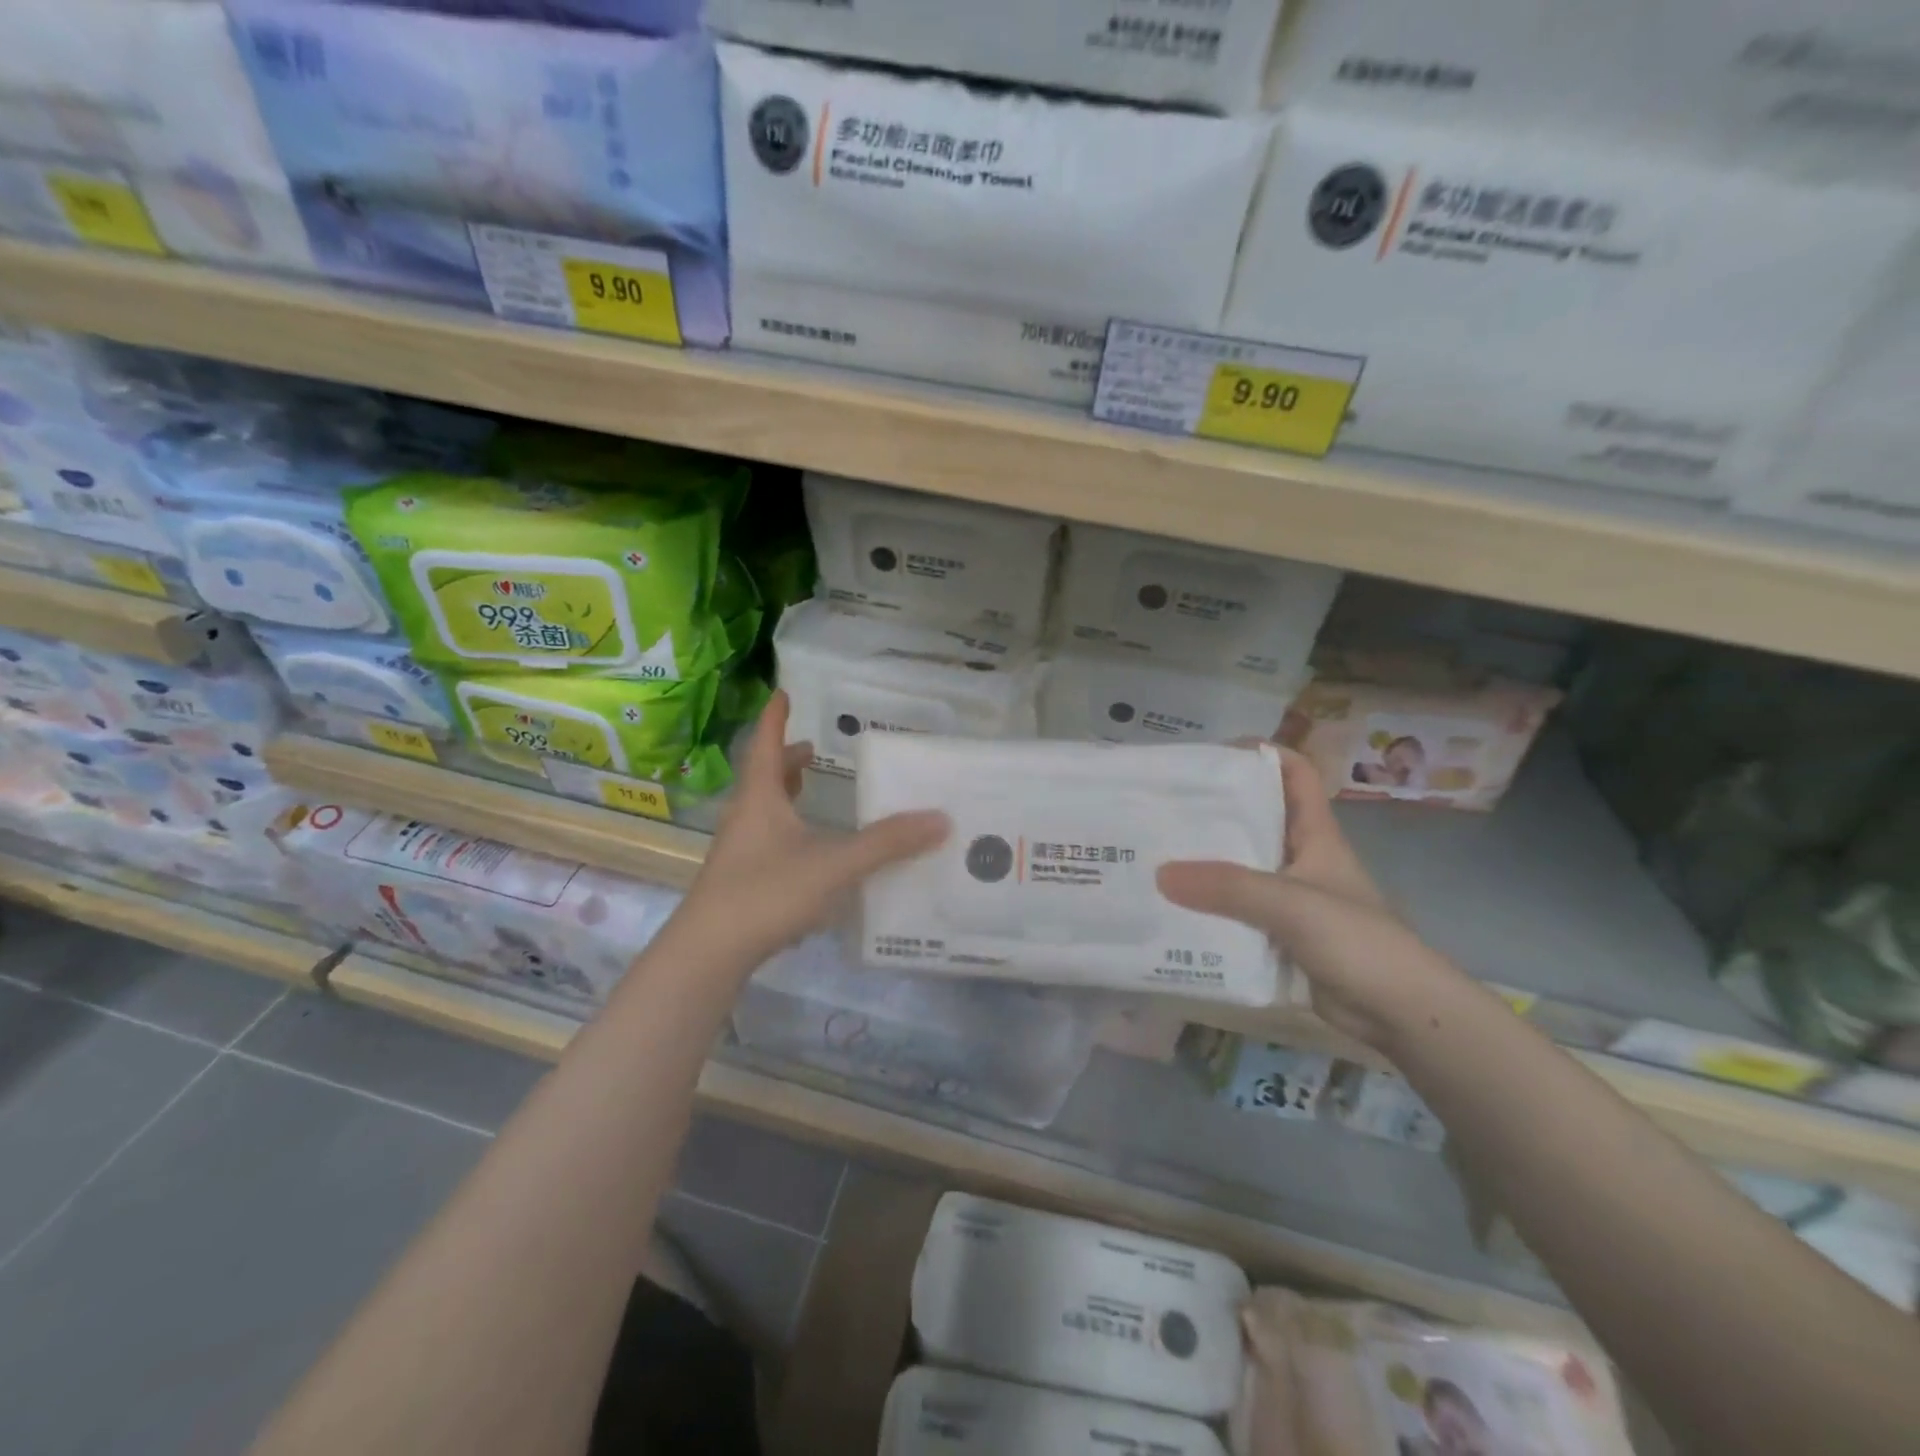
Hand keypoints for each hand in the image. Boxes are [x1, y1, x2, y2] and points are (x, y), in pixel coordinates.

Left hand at [674, 691, 949, 971]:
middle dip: (788, 761)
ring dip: (786, 795)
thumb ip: (886, 843)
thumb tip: (939, 819)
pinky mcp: (739, 882)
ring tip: (810, 791)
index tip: (783, 694)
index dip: (775, 719)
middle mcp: (745, 818)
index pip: (765, 745)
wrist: (709, 952)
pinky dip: (788, 831)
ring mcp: (738, 852)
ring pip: (763, 811)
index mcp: (760, 799)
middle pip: (764, 778)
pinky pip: (766, 841)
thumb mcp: (834, 864)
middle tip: (813, 750)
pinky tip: (808, 853)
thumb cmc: (767, 892)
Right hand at [1157, 747, 1462, 1049]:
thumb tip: (1160, 873)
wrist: (1398, 1013)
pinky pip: (1236, 911)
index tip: (1212, 755)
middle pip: (1256, 818)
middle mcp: (1300, 858)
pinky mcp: (1279, 934)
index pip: (1295, 774)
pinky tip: (1173, 908)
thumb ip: (1228, 887)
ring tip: (1154, 854)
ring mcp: (1289, 898)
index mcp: (1316, 834)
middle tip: (1164, 806)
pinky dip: (1208, 907)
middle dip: (1214, 809)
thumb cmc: (1357, 941)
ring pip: (1241, 868)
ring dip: (1205, 862)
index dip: (1261, 754)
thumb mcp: (1291, 904)